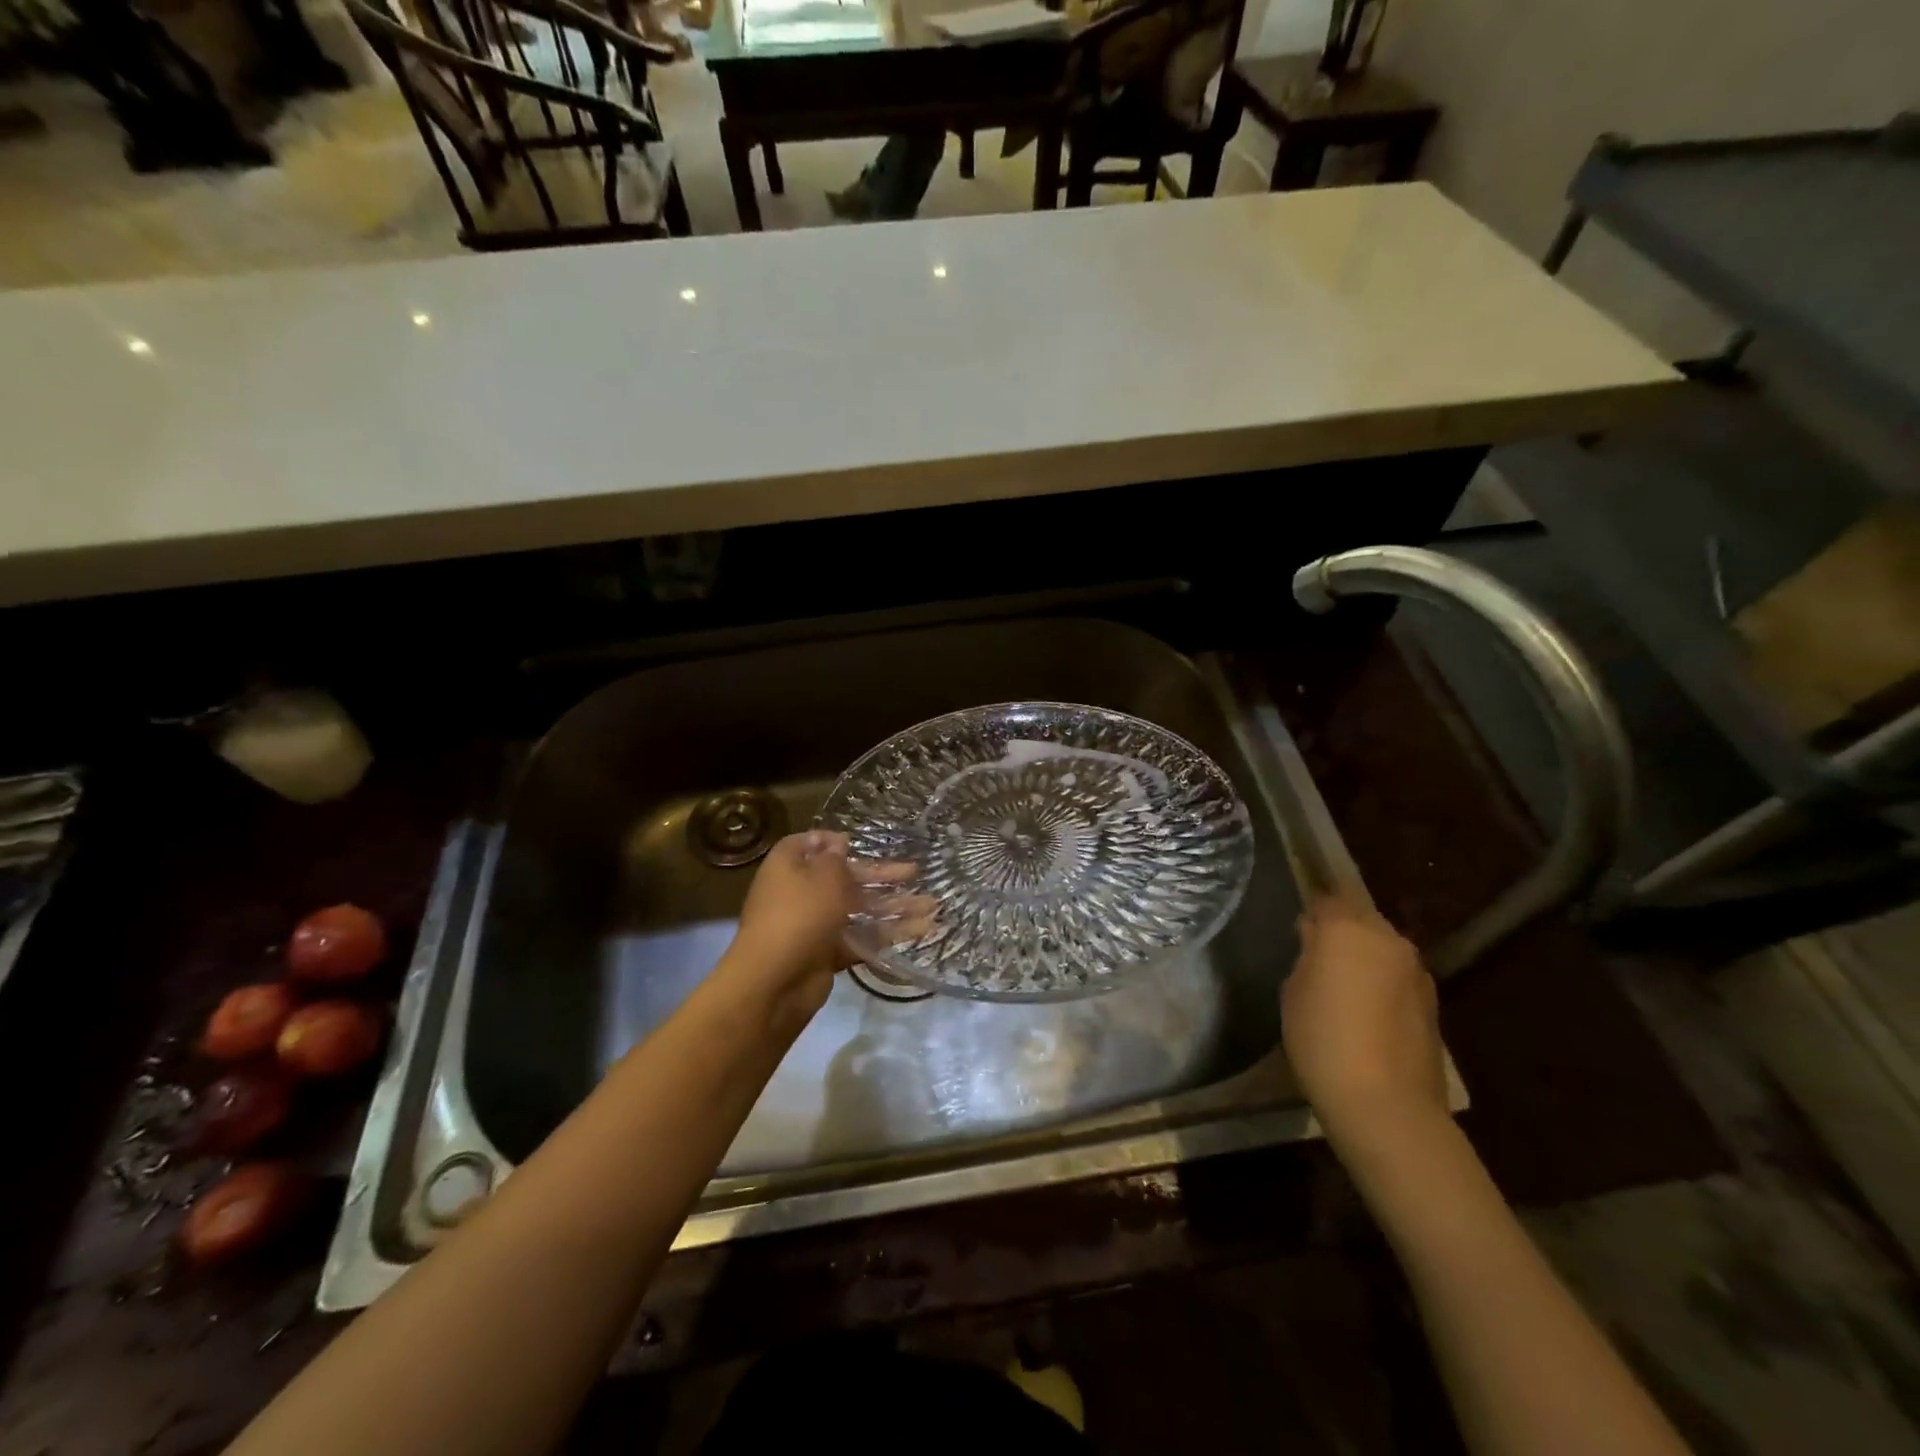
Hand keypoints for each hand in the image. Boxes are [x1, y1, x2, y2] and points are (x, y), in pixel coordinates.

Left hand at [722, 832, 924, 1022]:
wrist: (775, 981)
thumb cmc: (800, 914)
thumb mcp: (824, 875)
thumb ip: (836, 858)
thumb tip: (838, 843)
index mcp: (790, 865)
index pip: (810, 844)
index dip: (834, 841)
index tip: (860, 842)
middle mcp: (800, 892)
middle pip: (845, 878)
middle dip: (881, 876)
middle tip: (914, 872)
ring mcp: (814, 924)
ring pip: (858, 910)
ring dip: (894, 907)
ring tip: (932, 906)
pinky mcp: (827, 953)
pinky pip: (861, 938)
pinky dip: (888, 934)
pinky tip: (920, 930)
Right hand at [1282, 895, 1446, 1137]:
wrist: (1386, 1105)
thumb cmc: (1323, 1040)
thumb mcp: (1293, 991)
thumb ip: (1308, 956)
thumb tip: (1317, 941)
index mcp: (1348, 928)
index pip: (1327, 900)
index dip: (1311, 915)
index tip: (1299, 935)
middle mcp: (1388, 939)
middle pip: (1360, 919)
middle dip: (1342, 932)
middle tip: (1319, 960)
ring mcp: (1416, 971)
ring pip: (1383, 948)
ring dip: (1365, 958)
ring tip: (1344, 989)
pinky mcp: (1433, 1002)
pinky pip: (1398, 977)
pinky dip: (1383, 983)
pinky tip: (1368, 1014)